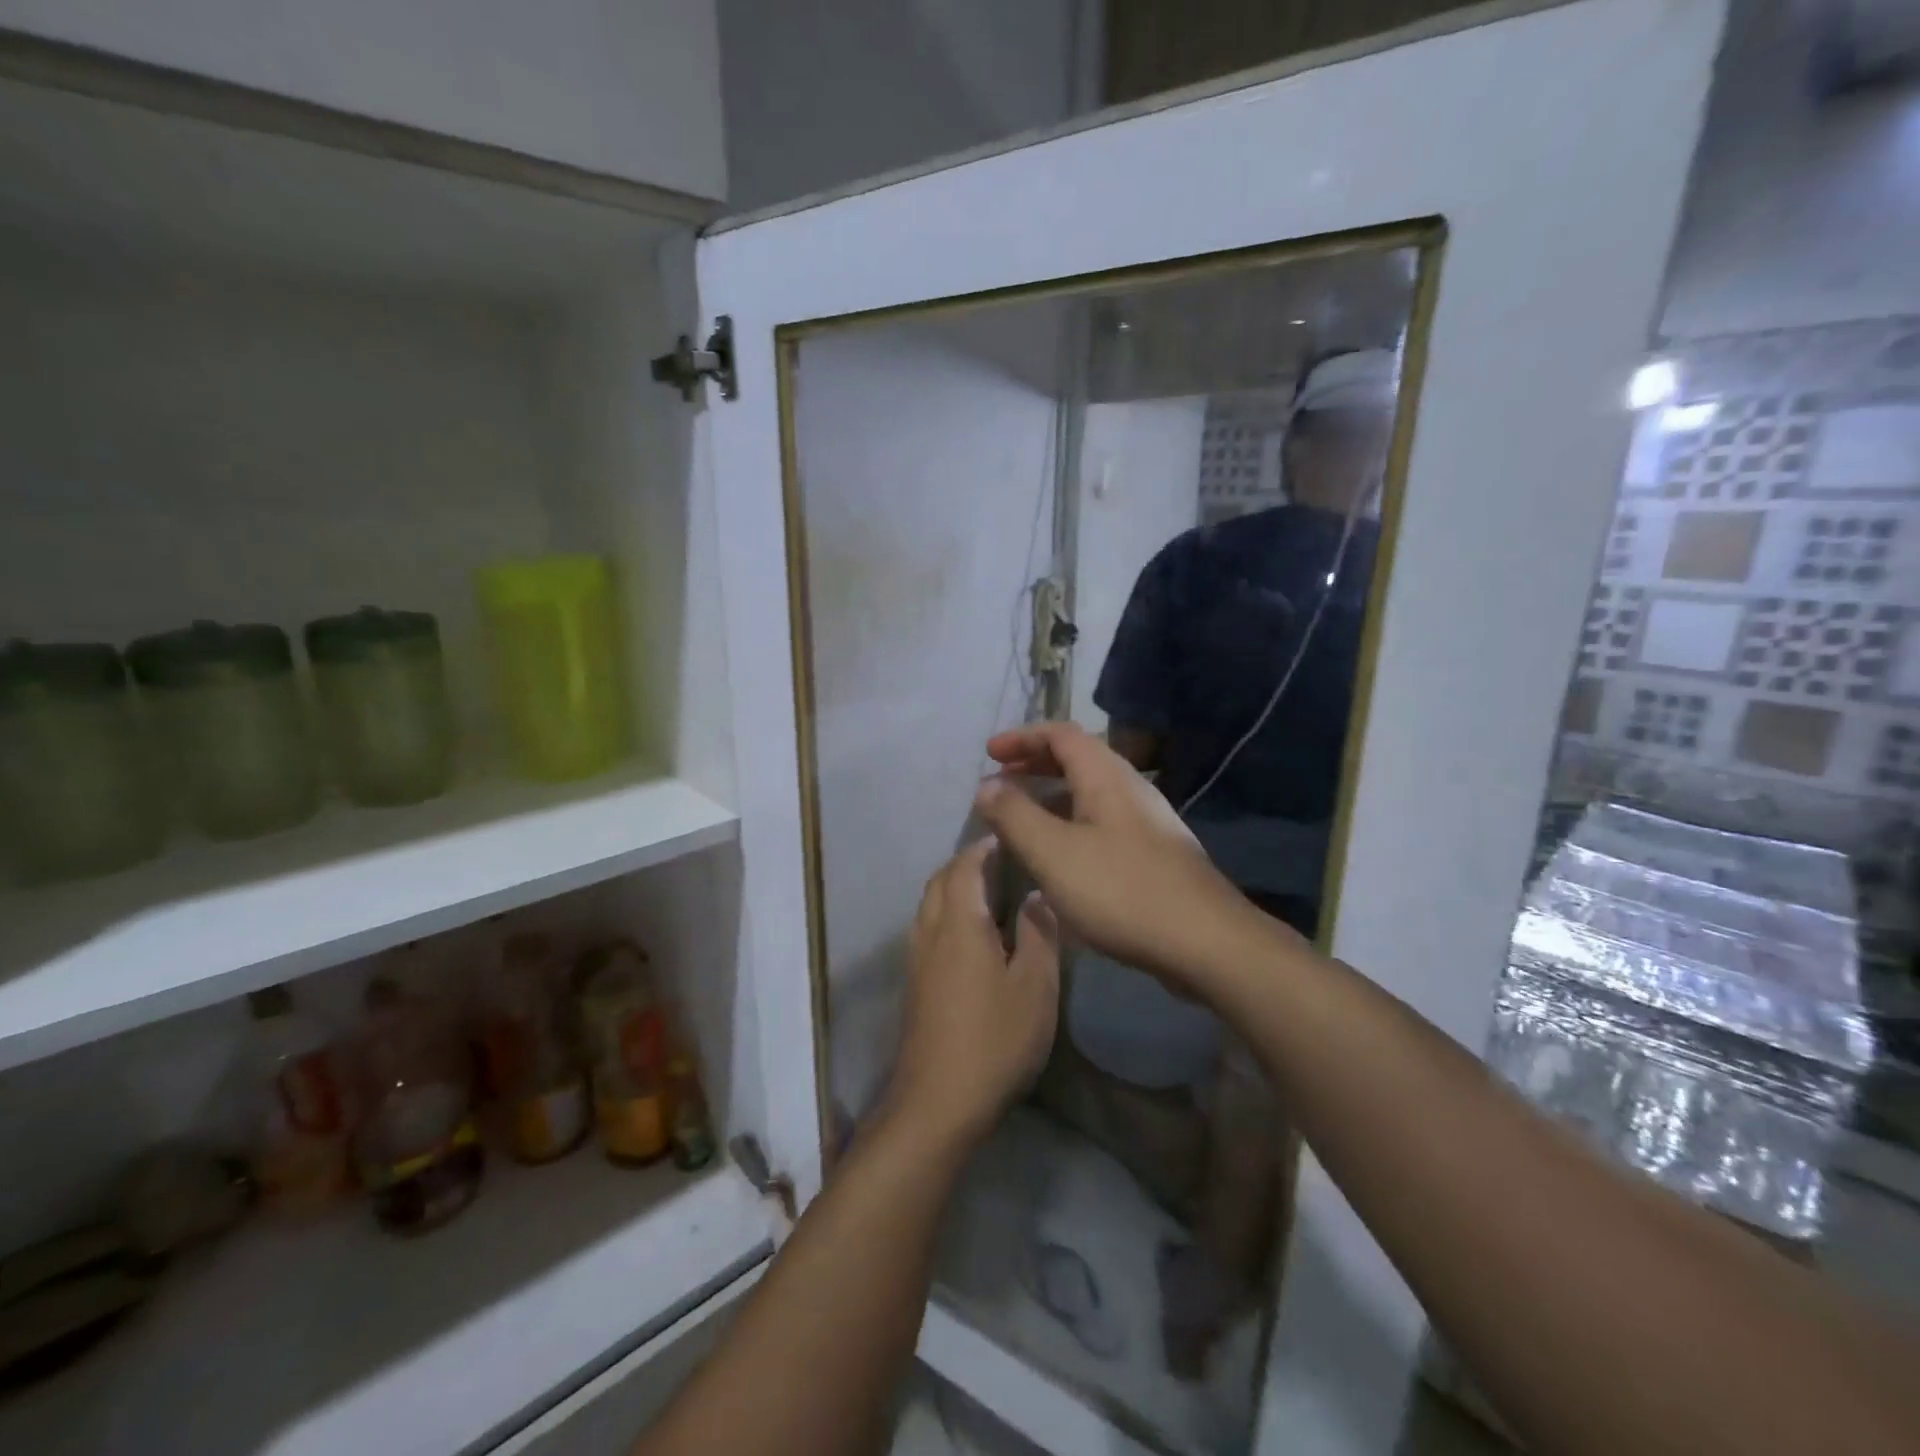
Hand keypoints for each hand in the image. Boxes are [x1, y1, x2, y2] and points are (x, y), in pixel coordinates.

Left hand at [888, 839, 1059, 1147]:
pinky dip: (945, 913)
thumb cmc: (995, 1039)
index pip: (965, 867)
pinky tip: (969, 934)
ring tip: (985, 891)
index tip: (1004, 836)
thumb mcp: (1035, 987)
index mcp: (959, 923)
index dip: (982, 848)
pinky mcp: (914, 984)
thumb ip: (1038, 933)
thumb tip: (1035, 894)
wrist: (938, 1101)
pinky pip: (927, 928)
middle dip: (964, 863)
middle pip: (940, 881)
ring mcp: (917, 959)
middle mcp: (930, 932)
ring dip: (952, 887)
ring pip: (929, 905)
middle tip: (997, 859)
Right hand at [975, 721, 1290, 995]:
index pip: (1061, 734)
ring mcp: (1147, 822)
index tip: (990, 753)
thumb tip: (986, 786)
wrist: (1204, 942)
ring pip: (1091, 793)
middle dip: (1036, 764)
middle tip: (1001, 779)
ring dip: (1052, 796)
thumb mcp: (1052, 852)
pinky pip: (1103, 822)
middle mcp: (1130, 789)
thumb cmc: (1120, 890)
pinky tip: (1059, 858)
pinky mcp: (1154, 854)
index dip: (1022, 737)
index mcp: (1106, 777)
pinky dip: (1071, 824)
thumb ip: (1014, 816)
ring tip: (1021, 819)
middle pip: (1079, 759)